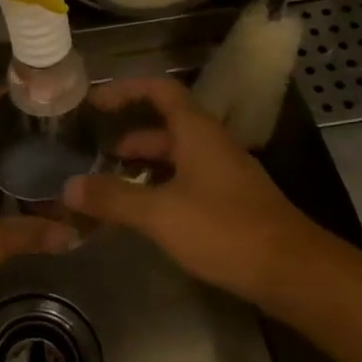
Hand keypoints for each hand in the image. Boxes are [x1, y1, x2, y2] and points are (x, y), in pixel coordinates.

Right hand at [63, 76, 313, 305]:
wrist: (293, 271)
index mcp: (197, 132)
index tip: (95, 102)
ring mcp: (224, 174)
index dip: (126, 90)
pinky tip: (145, 214)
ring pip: (176, 158)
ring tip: (112, 187)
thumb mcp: (160, 213)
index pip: (160, 90)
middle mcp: (211, 145)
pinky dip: (160, 188)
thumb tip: (68, 187)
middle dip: (129, 137)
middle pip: (165, 126)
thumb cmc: (224, 230)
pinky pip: (187, 182)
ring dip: (144, 166)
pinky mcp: (230, 202)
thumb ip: (113, 198)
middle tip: (96, 155)